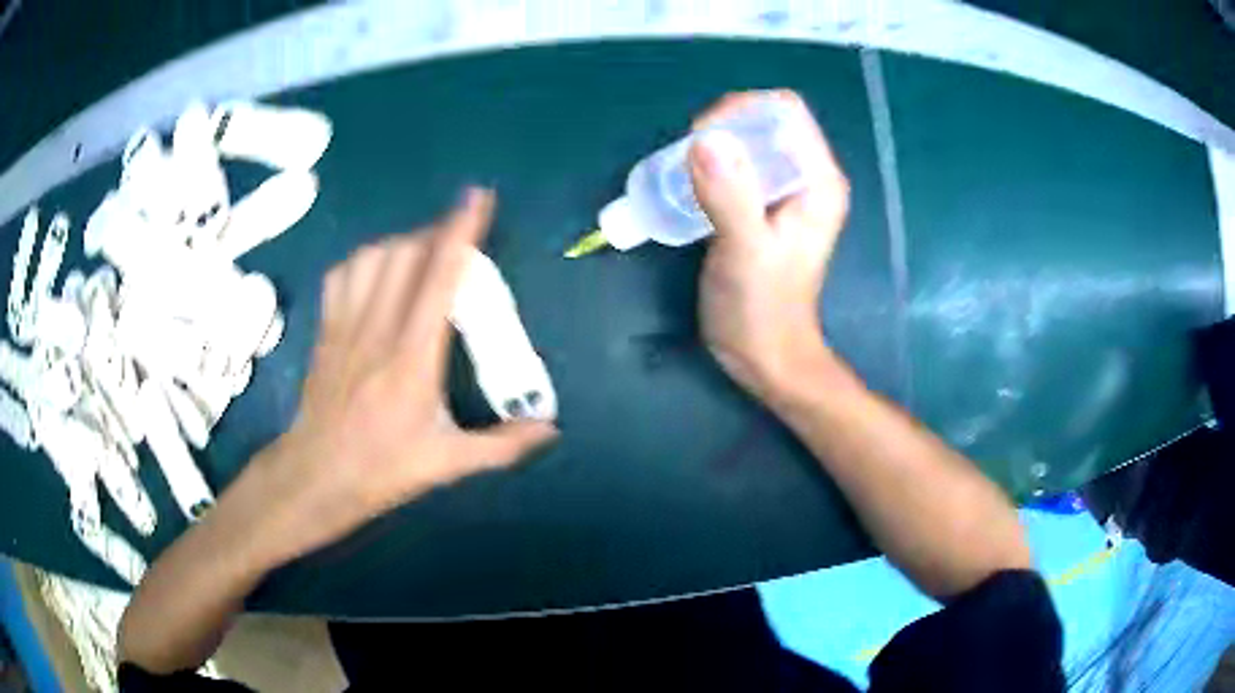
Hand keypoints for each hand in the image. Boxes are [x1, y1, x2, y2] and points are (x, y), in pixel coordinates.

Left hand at [252, 189, 556, 561]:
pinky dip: (364, 260)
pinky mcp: (326, 329)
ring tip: (422, 252)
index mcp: (413, 357)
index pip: (439, 278)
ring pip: (373, 256)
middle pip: (406, 253)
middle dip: (437, 232)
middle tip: (459, 237)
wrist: (317, 474)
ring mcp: (346, 325)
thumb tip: (551, 430)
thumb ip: (503, 446)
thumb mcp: (448, 464)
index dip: (460, 231)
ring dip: (403, 243)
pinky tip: (377, 271)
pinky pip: (343, 273)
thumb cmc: (383, 469)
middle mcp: (378, 329)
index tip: (478, 197)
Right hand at [688, 90, 850, 400]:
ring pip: (747, 142)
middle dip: (722, 127)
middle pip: (764, 122)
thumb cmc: (762, 311)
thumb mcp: (745, 252)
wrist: (765, 357)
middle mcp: (806, 178)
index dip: (741, 110)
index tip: (701, 137)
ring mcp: (785, 192)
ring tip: (683, 173)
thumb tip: (705, 138)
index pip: (784, 112)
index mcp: (818, 181)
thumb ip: (730, 195)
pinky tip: (688, 187)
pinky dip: (710, 168)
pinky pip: (736, 167)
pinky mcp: (762, 207)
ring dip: (712, 148)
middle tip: (687, 158)